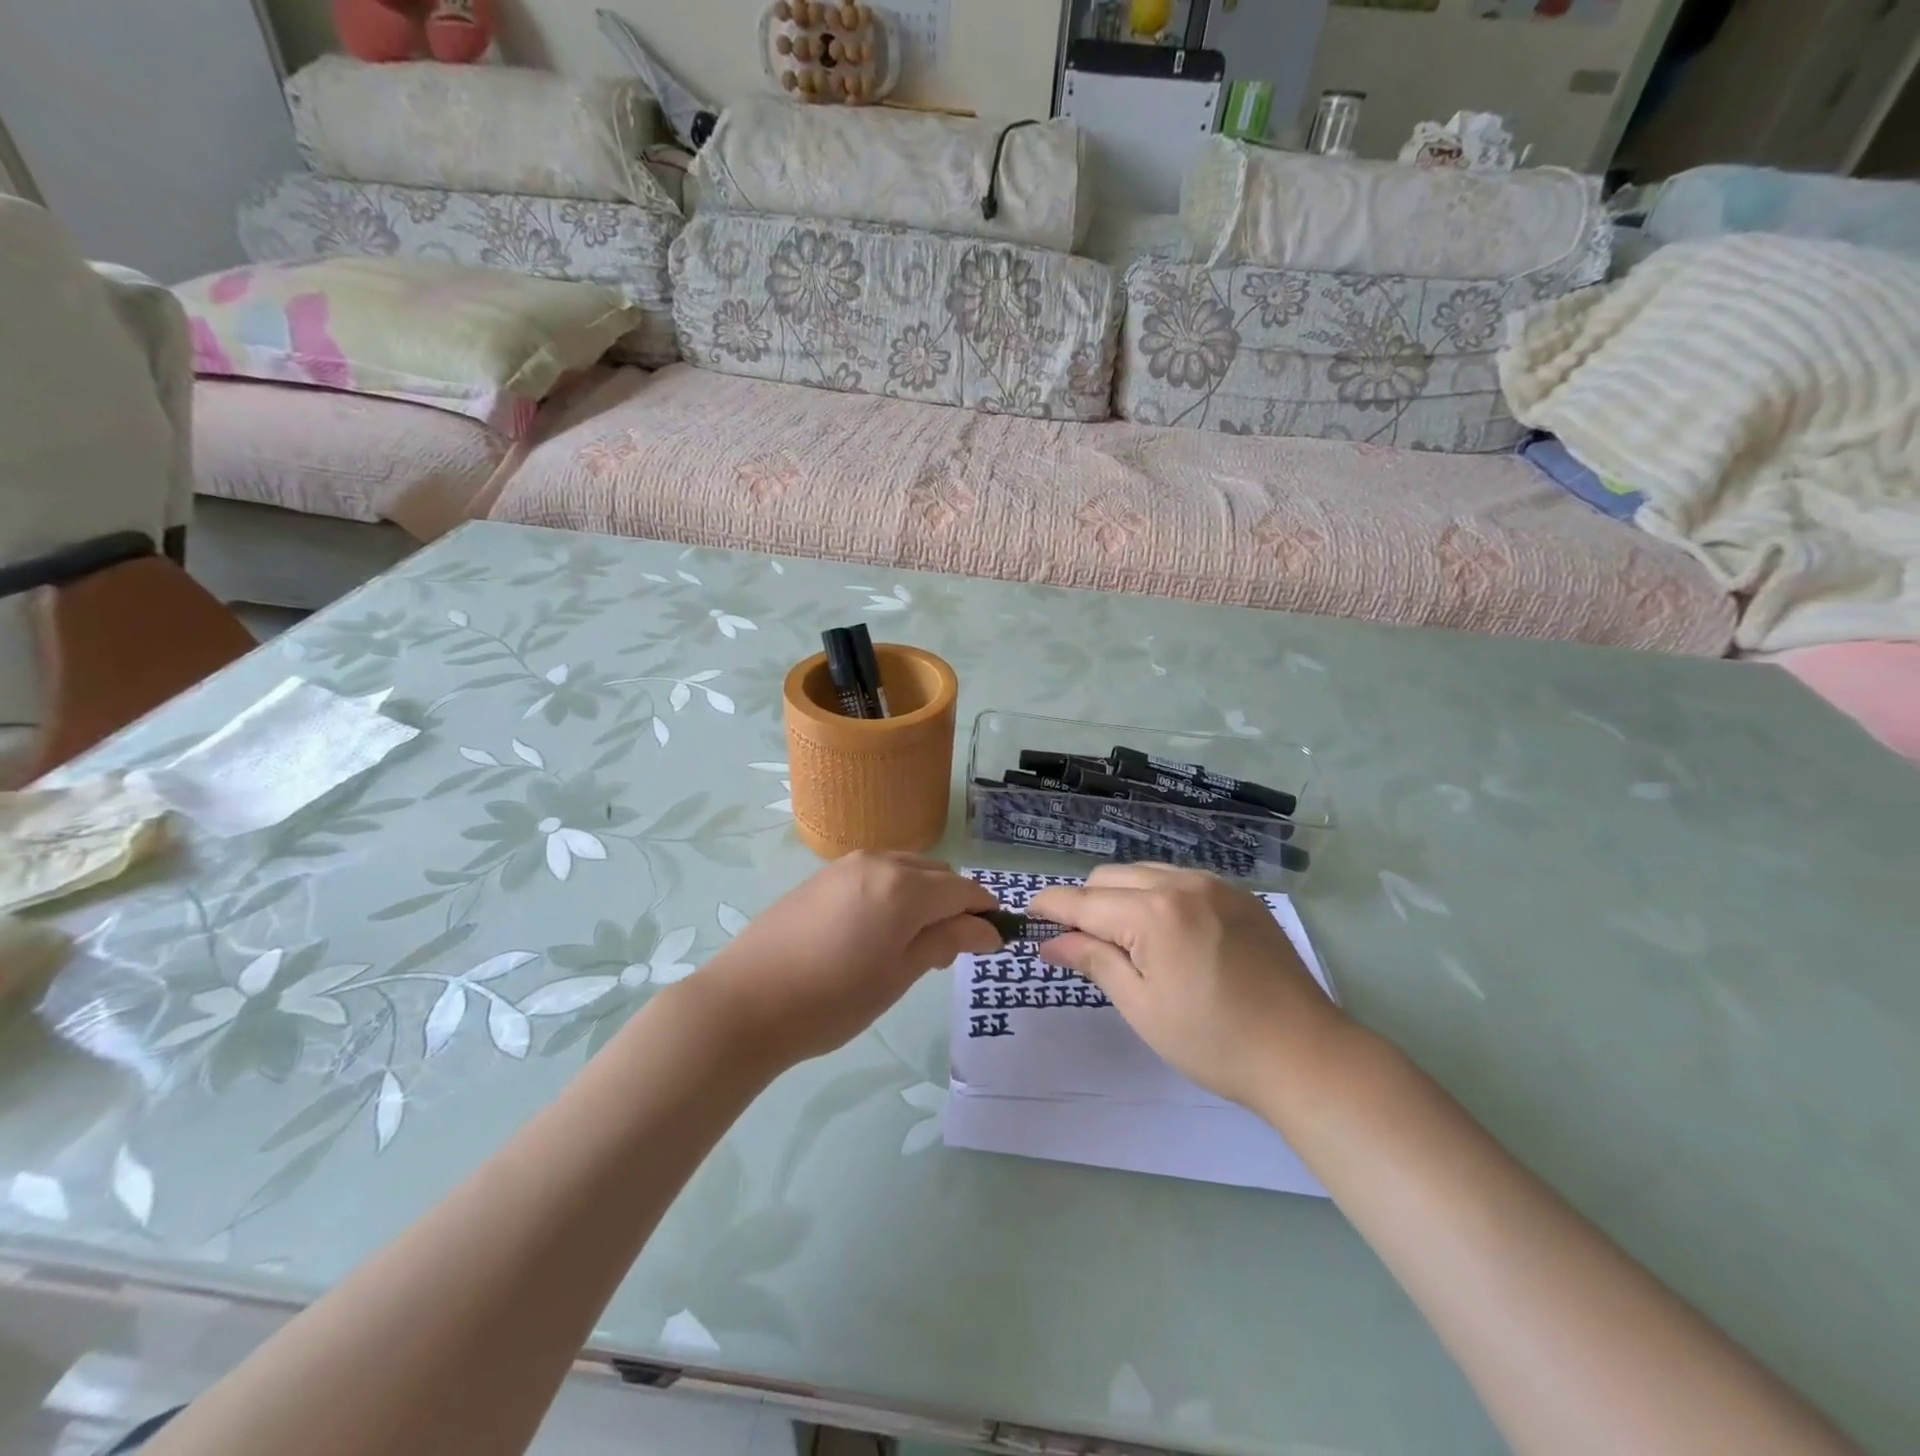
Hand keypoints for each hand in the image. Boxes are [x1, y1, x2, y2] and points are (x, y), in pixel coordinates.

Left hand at [695, 852, 999, 1065]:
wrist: (746, 1002)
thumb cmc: (833, 999)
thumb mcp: (899, 974)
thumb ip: (946, 941)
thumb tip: (987, 929)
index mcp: (905, 886)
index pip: (964, 890)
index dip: (985, 912)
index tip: (994, 941)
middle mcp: (879, 862)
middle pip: (937, 874)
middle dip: (954, 904)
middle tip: (950, 951)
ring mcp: (846, 865)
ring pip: (905, 870)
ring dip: (923, 896)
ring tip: (913, 943)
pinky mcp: (822, 876)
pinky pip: (875, 874)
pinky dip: (893, 893)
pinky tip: (877, 930)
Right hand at [1031, 864, 1350, 1111]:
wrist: (1305, 1054)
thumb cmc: (1213, 1040)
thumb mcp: (1142, 1006)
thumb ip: (1093, 961)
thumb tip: (1050, 942)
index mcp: (1153, 912)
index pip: (1083, 900)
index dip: (1049, 906)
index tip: (1027, 915)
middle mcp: (1181, 883)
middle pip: (1110, 877)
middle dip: (1085, 902)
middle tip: (1078, 941)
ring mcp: (1215, 884)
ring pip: (1144, 873)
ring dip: (1120, 896)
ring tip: (1122, 937)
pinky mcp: (1239, 895)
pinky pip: (1180, 880)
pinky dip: (1156, 895)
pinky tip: (1165, 931)